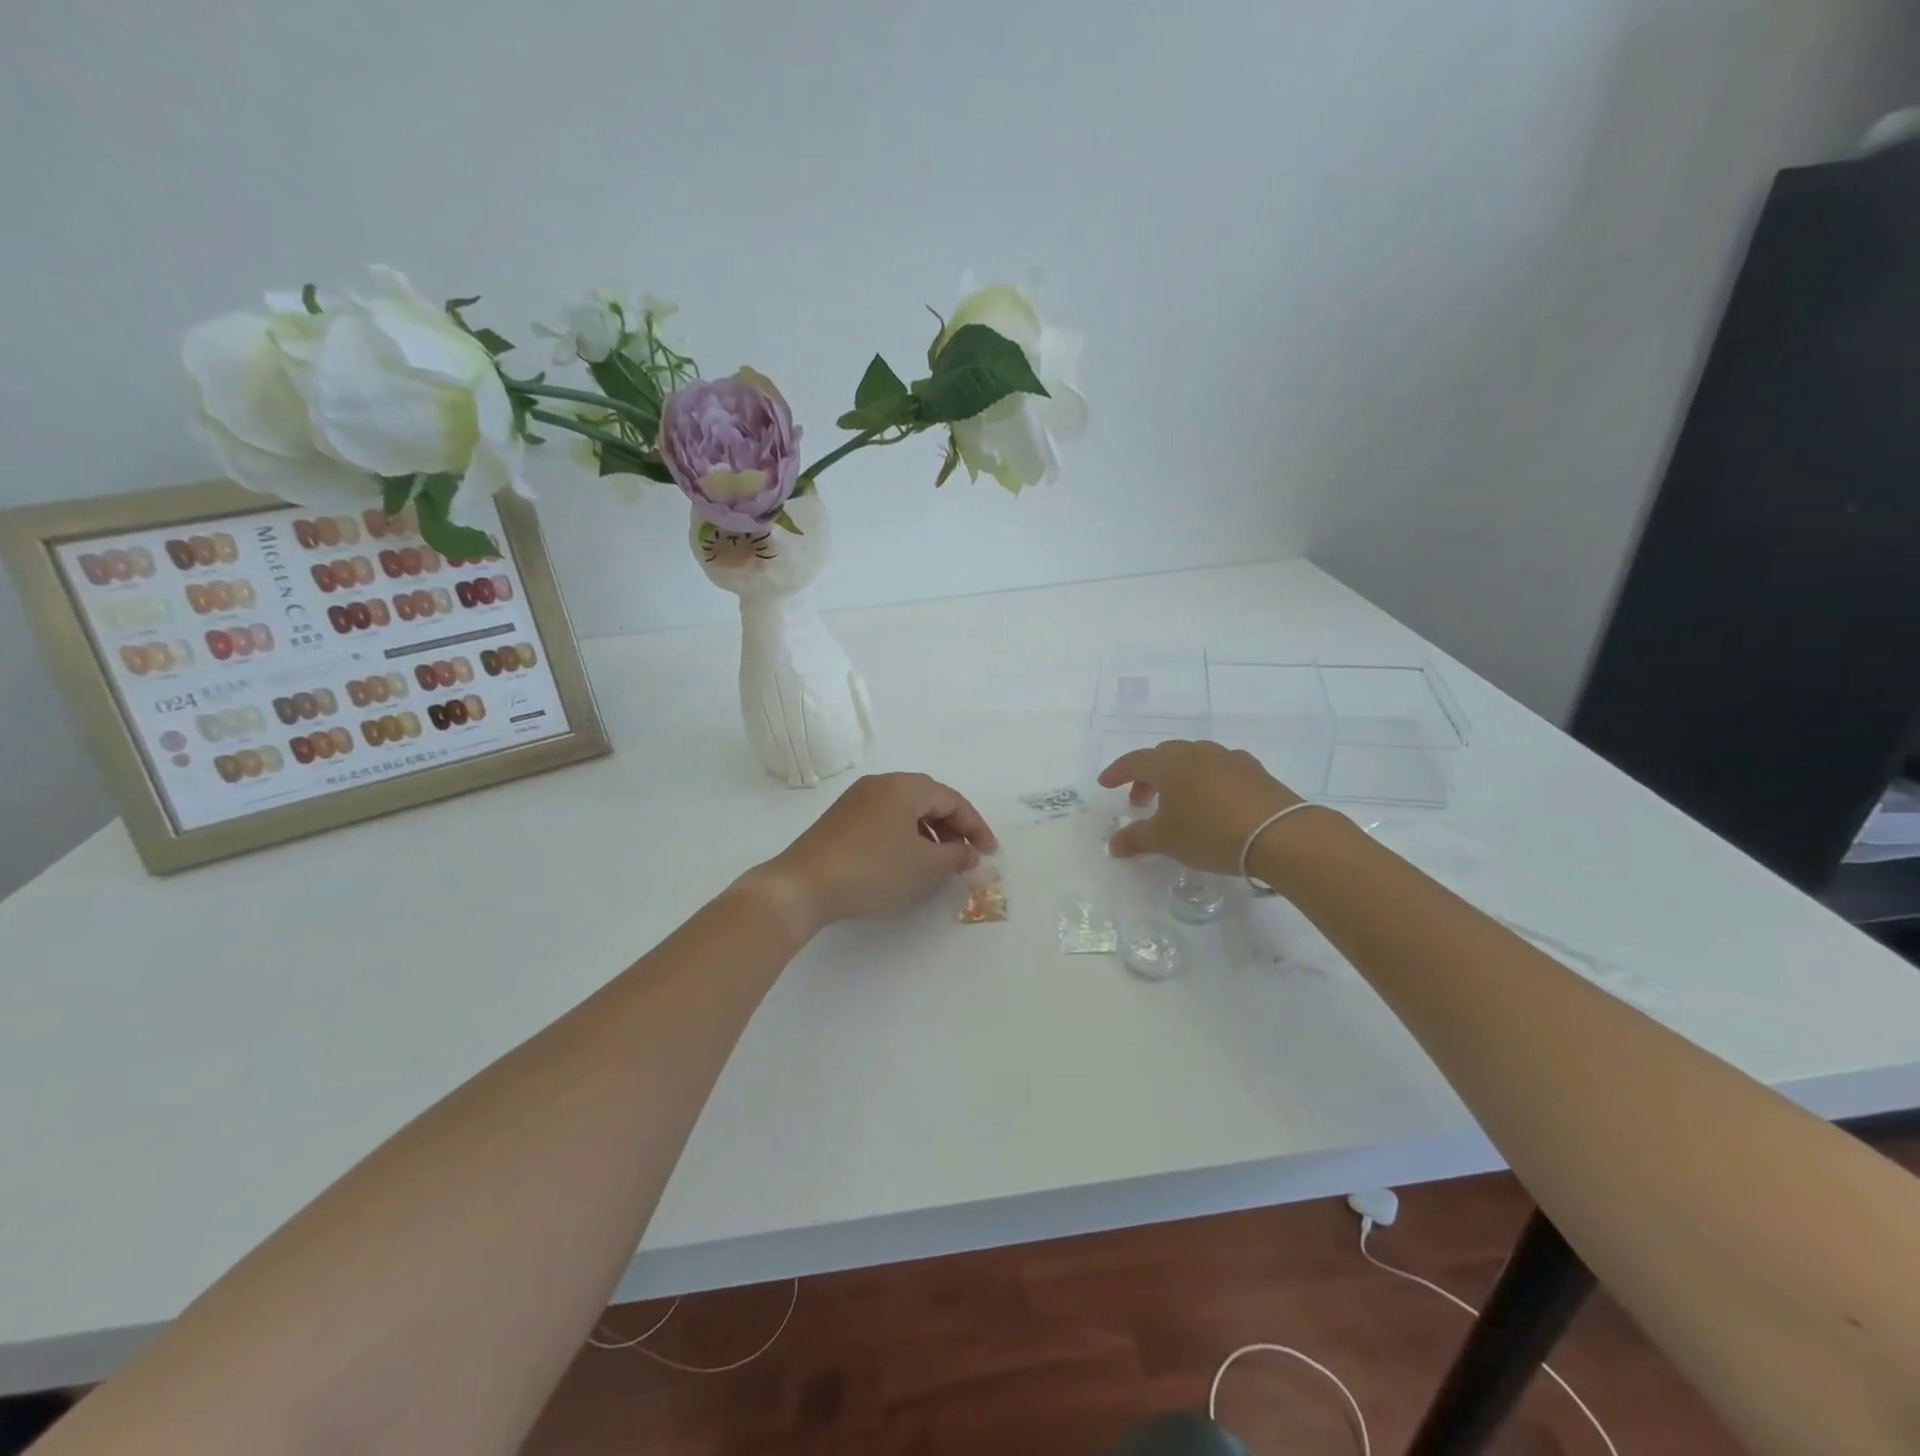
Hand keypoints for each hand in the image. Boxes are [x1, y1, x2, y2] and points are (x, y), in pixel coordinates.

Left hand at [755, 773, 997, 935]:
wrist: (803, 885)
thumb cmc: (872, 870)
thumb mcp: (924, 866)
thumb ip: (956, 856)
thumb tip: (969, 853)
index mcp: (905, 786)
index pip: (953, 800)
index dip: (976, 826)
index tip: (990, 852)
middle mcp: (882, 783)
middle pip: (929, 799)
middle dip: (953, 827)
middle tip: (967, 854)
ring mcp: (857, 799)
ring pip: (906, 809)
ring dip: (929, 832)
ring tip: (939, 862)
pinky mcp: (841, 818)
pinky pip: (886, 818)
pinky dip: (905, 835)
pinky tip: (905, 860)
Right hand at [1098, 740, 1301, 873]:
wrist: (1279, 834)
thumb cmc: (1210, 833)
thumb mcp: (1166, 840)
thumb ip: (1136, 839)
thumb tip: (1113, 844)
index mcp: (1169, 764)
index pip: (1134, 761)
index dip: (1117, 772)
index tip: (1105, 784)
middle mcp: (1196, 753)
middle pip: (1163, 756)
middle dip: (1147, 776)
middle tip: (1140, 800)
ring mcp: (1228, 758)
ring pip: (1193, 759)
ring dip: (1178, 776)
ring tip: (1177, 801)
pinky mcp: (1254, 770)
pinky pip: (1219, 768)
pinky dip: (1206, 780)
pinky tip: (1212, 800)